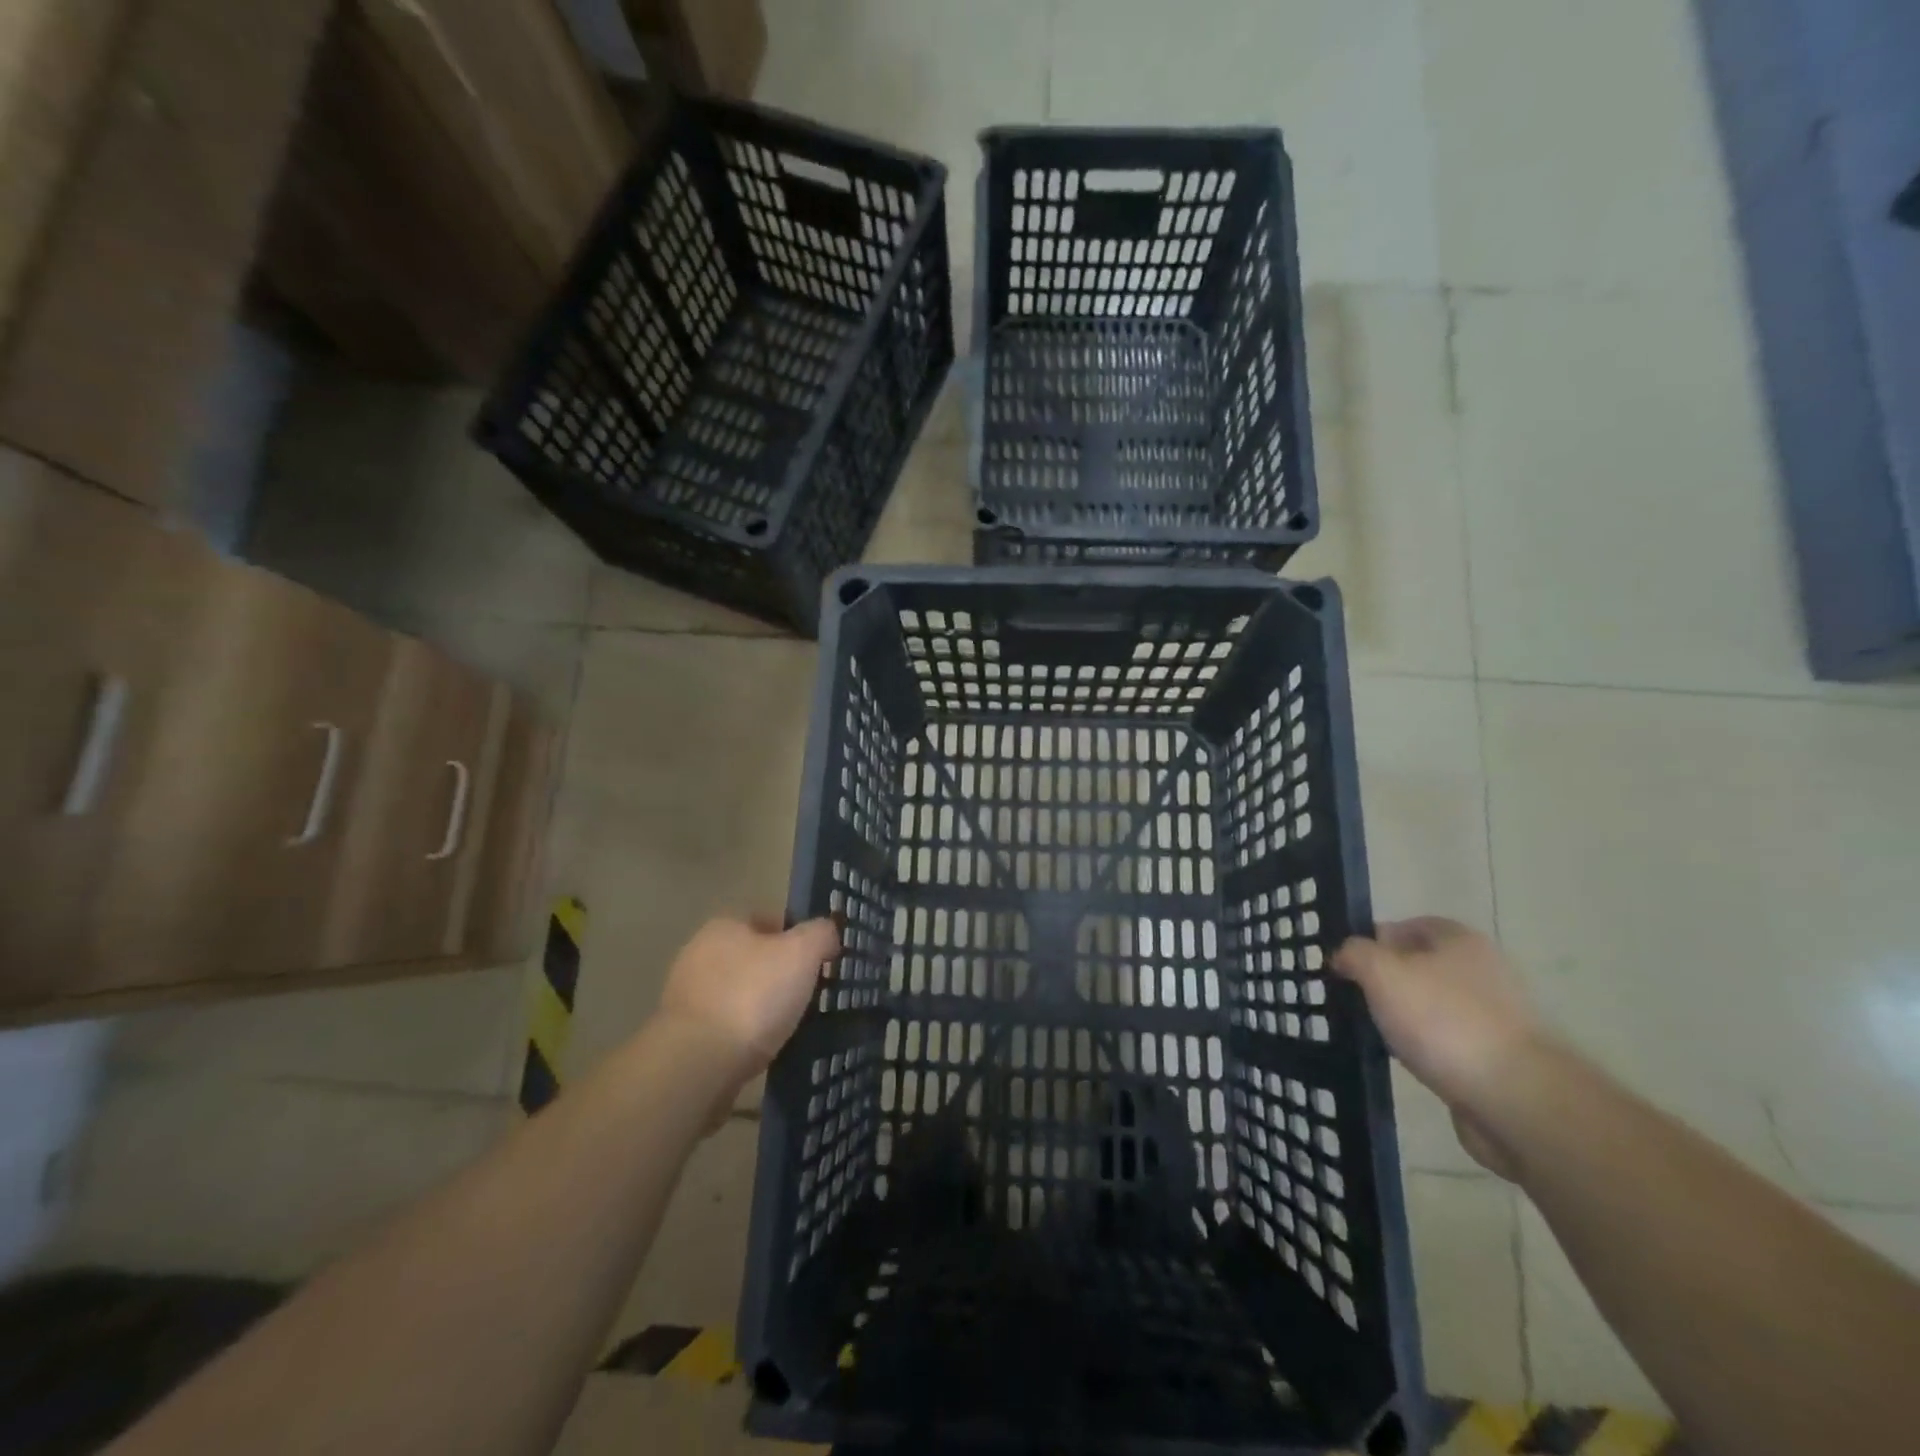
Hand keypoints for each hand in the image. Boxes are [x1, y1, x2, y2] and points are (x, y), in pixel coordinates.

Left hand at [656, 917, 840, 1082]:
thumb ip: (820, 934)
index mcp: (725, 925)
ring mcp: (687, 995)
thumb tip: (828, 932)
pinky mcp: (683, 1034)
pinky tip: (764, 1048)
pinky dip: (746, 1033)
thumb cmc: (752, 997)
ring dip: (763, 1005)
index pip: (769, 918)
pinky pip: (727, 1025)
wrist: (697, 1065)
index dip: (798, 936)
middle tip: (810, 993)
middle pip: (754, 957)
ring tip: (792, 1025)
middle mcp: (700, 953)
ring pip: (740, 992)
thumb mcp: (802, 953)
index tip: (820, 961)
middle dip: (781, 972)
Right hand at [1334, 918, 1541, 1178]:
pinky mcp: (1499, 1057)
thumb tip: (1344, 954)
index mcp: (1460, 940)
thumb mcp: (1381, 972)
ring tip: (1375, 1032)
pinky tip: (1408, 1061)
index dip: (1373, 939)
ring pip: (1433, 1005)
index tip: (1346, 964)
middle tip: (1354, 998)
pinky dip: (1426, 1048)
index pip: (1408, 925)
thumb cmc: (1444, 1021)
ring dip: (1405, 1017)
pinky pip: (1448, 1041)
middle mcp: (1483, 970)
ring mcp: (1496, 1016)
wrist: (1518, 1099)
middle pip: (1420, 965)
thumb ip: (1355, 953)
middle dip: (1386, 980)